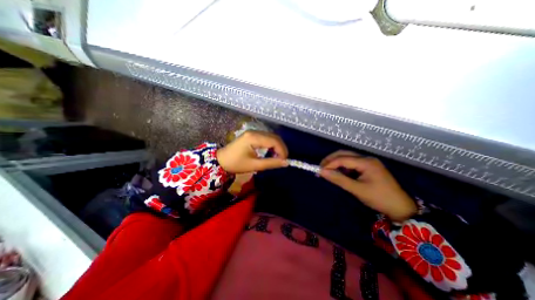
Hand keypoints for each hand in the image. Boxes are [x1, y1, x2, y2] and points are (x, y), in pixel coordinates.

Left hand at [216, 130, 288, 172]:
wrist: (220, 160)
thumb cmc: (236, 164)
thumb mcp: (254, 165)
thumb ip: (271, 163)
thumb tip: (286, 162)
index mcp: (253, 137)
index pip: (274, 141)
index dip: (282, 150)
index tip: (285, 160)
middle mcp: (254, 131)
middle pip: (274, 137)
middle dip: (281, 148)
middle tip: (283, 159)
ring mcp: (253, 132)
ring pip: (271, 136)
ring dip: (277, 146)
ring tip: (278, 157)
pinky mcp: (252, 135)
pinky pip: (266, 138)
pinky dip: (271, 144)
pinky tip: (271, 152)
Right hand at [319, 152, 414, 220]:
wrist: (401, 208)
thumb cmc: (379, 198)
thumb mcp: (357, 189)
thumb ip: (339, 179)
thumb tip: (322, 172)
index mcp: (366, 162)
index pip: (343, 159)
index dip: (329, 164)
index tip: (319, 171)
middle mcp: (367, 158)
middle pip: (344, 154)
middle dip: (331, 160)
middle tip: (321, 168)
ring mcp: (368, 162)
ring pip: (347, 157)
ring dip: (336, 163)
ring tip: (328, 171)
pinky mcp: (368, 167)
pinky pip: (352, 163)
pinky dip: (343, 167)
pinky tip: (339, 173)